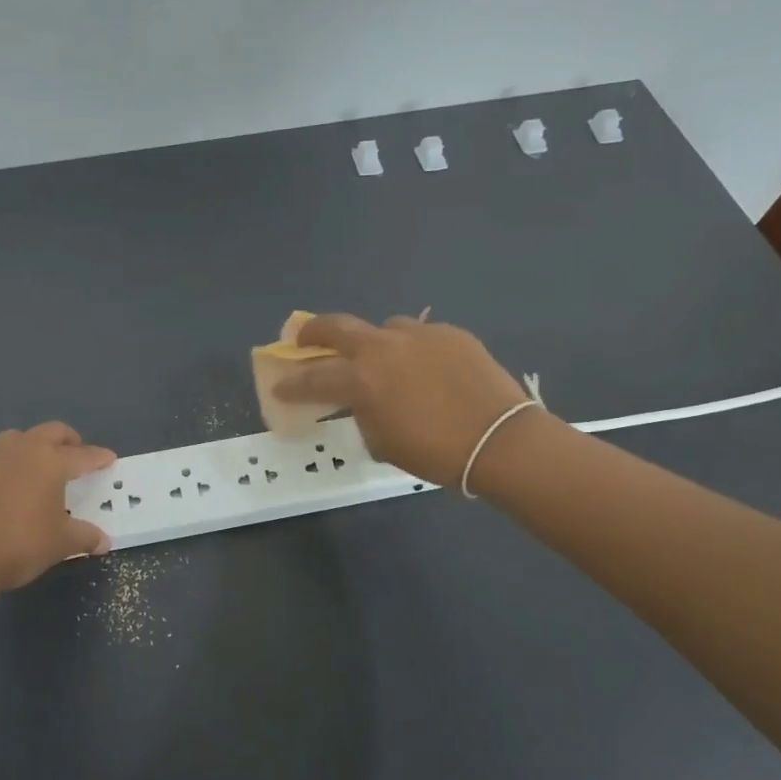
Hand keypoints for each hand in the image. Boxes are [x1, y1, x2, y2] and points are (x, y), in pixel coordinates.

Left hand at [0, 423, 115, 590]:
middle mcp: (22, 449)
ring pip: (19, 438)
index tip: (109, 459)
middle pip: (51, 432)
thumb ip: (84, 537)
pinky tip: (8, 485)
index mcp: (50, 461)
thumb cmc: (18, 544)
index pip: (83, 455)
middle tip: (76, 455)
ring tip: (39, 467)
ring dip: (34, 447)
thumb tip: (103, 541)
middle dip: (68, 441)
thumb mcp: (59, 544)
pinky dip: (8, 464)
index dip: (99, 458)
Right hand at [272, 314, 541, 487]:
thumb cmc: (436, 453)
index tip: (279, 388)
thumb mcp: (384, 442)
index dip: (292, 385)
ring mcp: (419, 334)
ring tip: (383, 361)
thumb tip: (362, 403)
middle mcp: (383, 347)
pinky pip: (421, 336)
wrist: (501, 440)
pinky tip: (427, 369)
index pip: (313, 378)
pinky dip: (413, 350)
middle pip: (336, 326)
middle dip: (312, 331)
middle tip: (303, 338)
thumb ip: (363, 415)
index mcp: (362, 379)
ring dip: (374, 343)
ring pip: (384, 328)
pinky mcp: (450, 333)